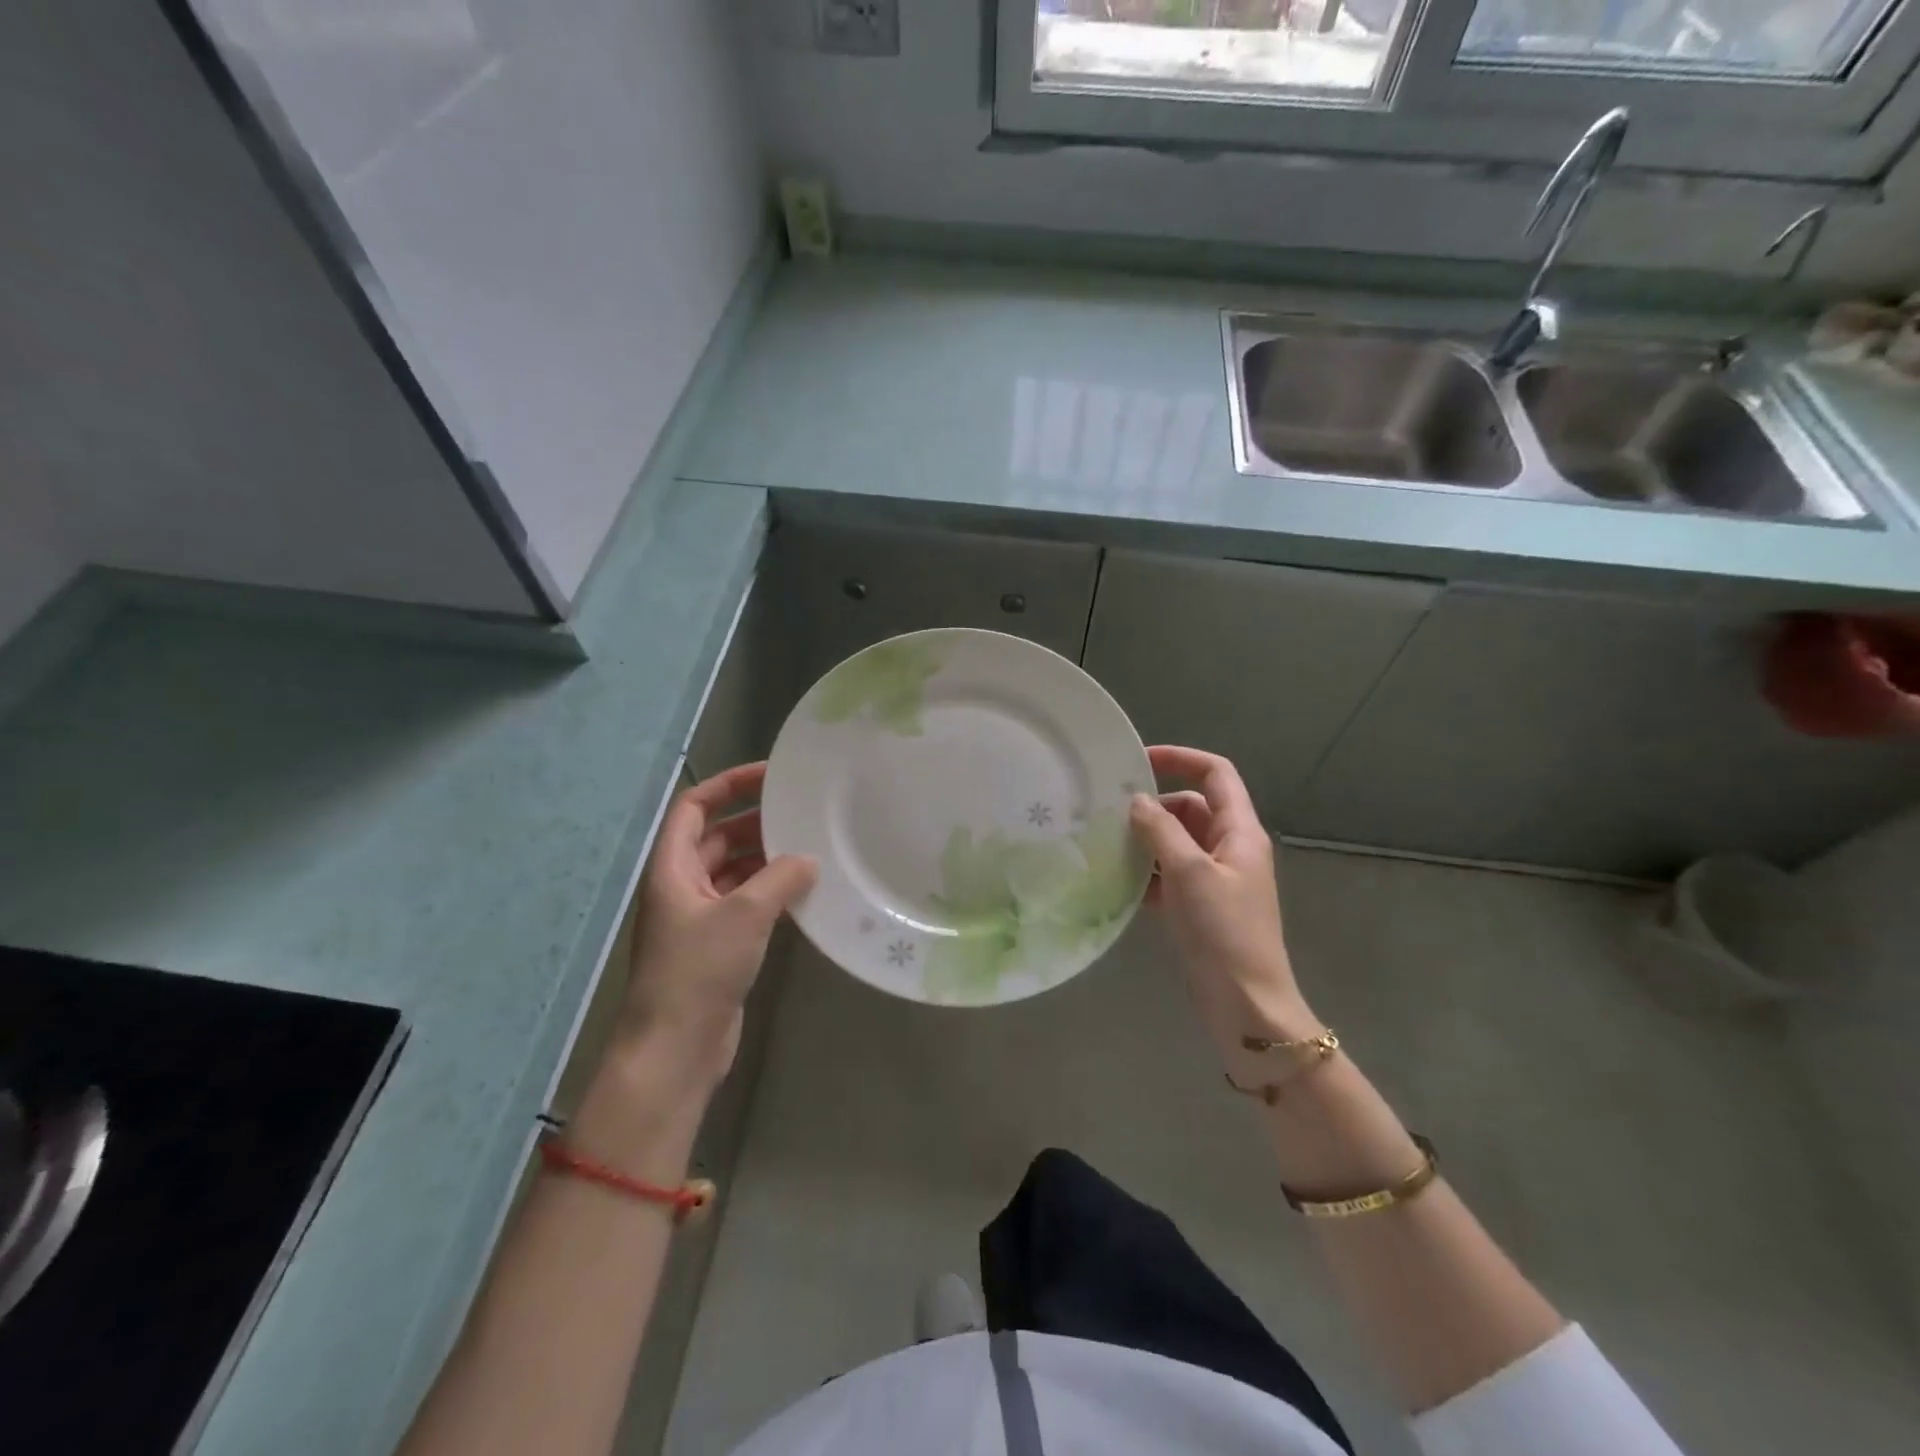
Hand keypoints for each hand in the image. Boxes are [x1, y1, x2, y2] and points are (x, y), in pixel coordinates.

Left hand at [621, 762, 816, 1086]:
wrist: (675, 1049)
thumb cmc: (698, 971)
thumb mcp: (744, 915)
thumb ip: (780, 879)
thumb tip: (809, 860)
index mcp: (672, 868)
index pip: (694, 808)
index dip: (727, 785)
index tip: (769, 775)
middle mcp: (682, 887)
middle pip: (716, 838)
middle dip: (754, 822)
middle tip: (801, 813)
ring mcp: (699, 918)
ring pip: (734, 872)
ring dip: (766, 860)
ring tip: (811, 848)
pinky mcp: (717, 947)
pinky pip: (745, 904)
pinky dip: (770, 893)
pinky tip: (803, 893)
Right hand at [1130, 746, 1319, 1071]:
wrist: (1246, 1006)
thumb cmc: (1224, 932)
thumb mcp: (1190, 873)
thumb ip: (1161, 830)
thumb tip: (1137, 800)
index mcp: (1240, 832)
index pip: (1216, 774)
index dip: (1180, 759)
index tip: (1138, 760)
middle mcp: (1230, 849)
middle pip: (1192, 807)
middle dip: (1154, 805)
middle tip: (1110, 810)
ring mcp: (1215, 880)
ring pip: (1177, 843)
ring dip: (1147, 840)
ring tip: (1105, 842)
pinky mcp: (1200, 907)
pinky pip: (1170, 876)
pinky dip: (1147, 873)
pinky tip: (1118, 881)